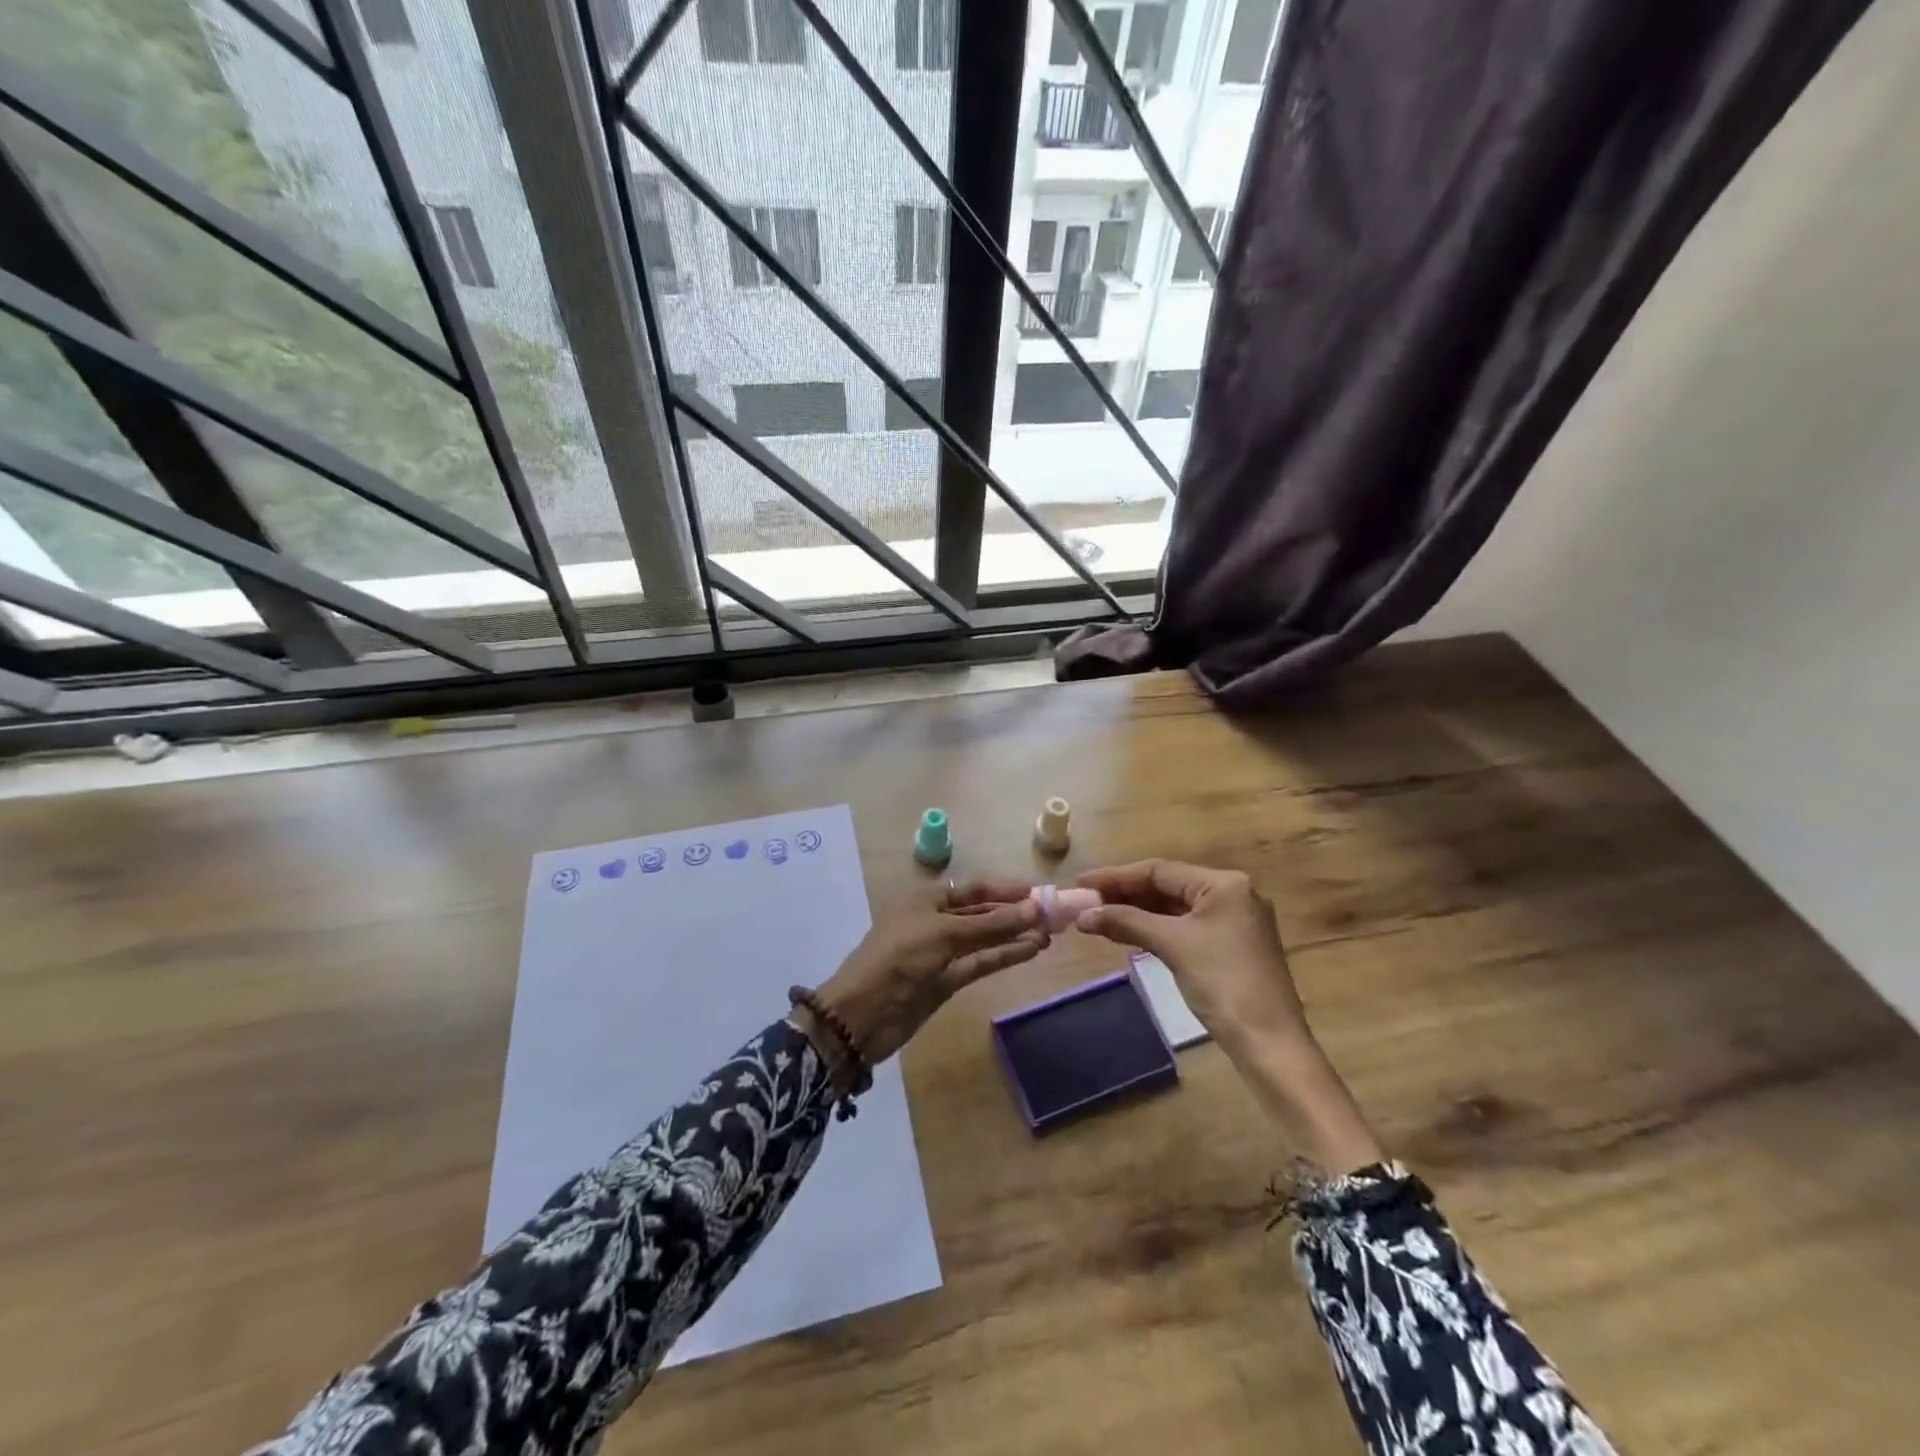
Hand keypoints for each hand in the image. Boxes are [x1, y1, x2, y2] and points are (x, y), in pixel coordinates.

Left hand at [806, 879, 1047, 1072]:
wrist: (862, 1014)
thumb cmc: (899, 958)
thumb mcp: (944, 933)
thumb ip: (991, 924)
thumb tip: (1034, 909)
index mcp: (926, 899)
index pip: (973, 889)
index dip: (1005, 890)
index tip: (1039, 892)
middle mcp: (934, 921)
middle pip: (981, 913)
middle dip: (1014, 914)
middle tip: (1053, 916)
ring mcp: (941, 952)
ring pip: (984, 939)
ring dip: (1014, 936)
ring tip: (1050, 935)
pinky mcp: (946, 980)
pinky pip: (980, 962)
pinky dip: (1003, 956)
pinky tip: (1030, 951)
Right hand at [1075, 859, 1382, 1172]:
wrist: (1270, 1043)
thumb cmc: (1223, 983)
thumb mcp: (1172, 945)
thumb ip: (1126, 921)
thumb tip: (1083, 915)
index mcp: (1224, 884)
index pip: (1160, 870)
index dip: (1116, 876)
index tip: (1081, 883)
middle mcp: (1232, 894)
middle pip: (1167, 886)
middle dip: (1125, 894)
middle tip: (1085, 900)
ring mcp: (1234, 921)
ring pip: (1174, 907)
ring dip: (1137, 912)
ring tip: (1098, 916)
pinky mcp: (1231, 946)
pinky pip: (1184, 926)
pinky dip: (1155, 928)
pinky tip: (1128, 933)